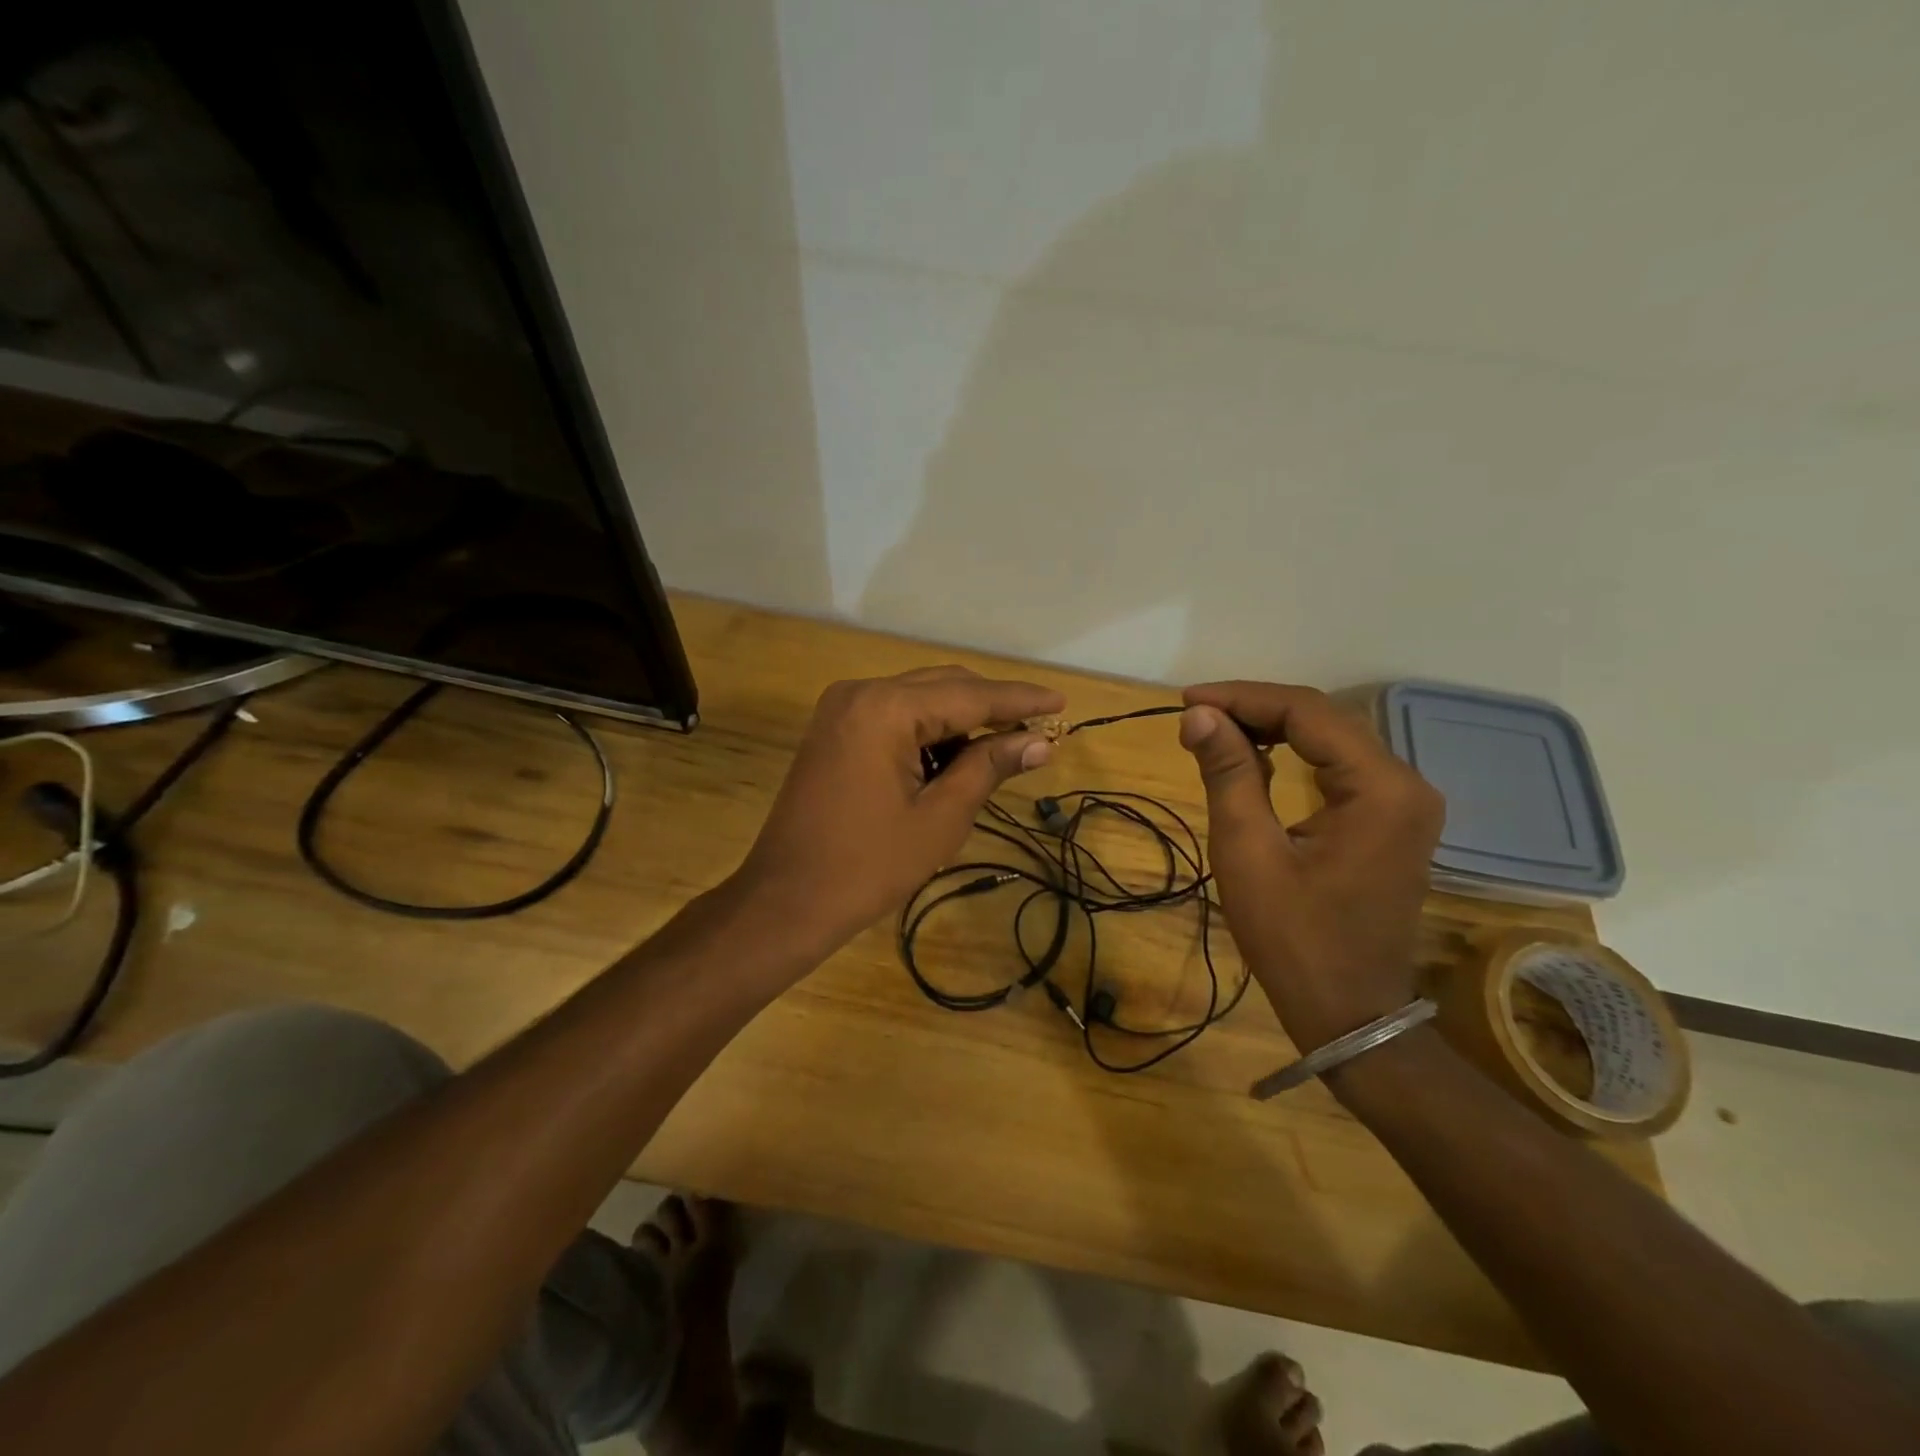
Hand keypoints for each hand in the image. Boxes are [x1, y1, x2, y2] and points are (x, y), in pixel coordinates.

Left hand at [736, 666, 1065, 953]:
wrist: (786, 900)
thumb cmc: (868, 865)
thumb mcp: (940, 818)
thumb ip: (988, 767)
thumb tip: (1038, 742)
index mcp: (885, 709)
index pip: (970, 695)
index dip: (1019, 701)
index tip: (1062, 703)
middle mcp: (861, 693)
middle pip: (944, 686)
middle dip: (992, 707)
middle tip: (1037, 731)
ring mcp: (842, 709)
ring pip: (919, 699)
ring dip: (961, 721)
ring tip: (1002, 751)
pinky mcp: (834, 730)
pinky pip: (893, 717)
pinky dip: (928, 732)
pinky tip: (955, 759)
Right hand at [1178, 682, 1443, 1051]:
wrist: (1350, 1013)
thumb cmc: (1293, 939)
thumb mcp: (1249, 853)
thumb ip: (1229, 774)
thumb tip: (1199, 715)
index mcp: (1381, 788)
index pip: (1307, 713)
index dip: (1242, 698)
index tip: (1187, 702)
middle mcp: (1406, 784)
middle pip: (1324, 720)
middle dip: (1255, 710)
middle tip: (1195, 717)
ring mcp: (1404, 804)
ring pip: (1332, 740)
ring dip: (1273, 730)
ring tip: (1215, 732)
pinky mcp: (1392, 821)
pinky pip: (1340, 768)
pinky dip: (1295, 755)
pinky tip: (1256, 758)